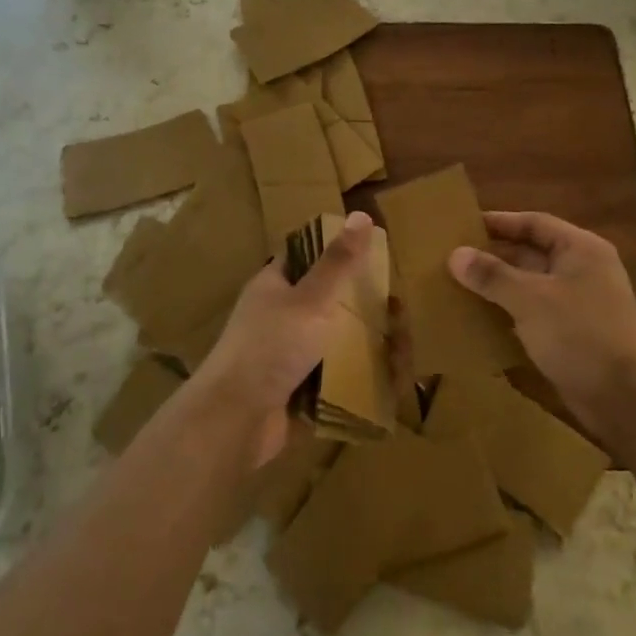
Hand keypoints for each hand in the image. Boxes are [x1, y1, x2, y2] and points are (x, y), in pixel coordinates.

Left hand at [193, 211, 375, 467]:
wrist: (235, 420)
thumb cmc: (271, 348)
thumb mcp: (310, 299)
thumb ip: (338, 262)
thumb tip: (361, 215)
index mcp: (273, 286)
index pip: (305, 257)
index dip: (336, 251)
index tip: (374, 256)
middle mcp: (278, 317)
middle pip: (326, 303)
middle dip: (362, 308)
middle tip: (397, 313)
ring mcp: (286, 357)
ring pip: (333, 343)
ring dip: (364, 347)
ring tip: (401, 351)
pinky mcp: (295, 392)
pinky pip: (332, 380)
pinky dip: (356, 380)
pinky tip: (387, 382)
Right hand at [448, 211, 635, 443]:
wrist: (627, 400)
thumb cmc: (580, 335)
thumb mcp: (530, 299)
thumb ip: (492, 275)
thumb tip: (455, 254)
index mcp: (581, 249)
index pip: (535, 223)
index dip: (499, 222)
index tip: (463, 225)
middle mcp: (584, 270)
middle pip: (532, 253)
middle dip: (495, 255)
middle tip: (454, 258)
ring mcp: (582, 303)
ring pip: (532, 285)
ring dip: (500, 286)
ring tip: (460, 286)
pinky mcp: (575, 334)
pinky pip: (536, 312)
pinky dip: (511, 312)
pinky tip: (482, 319)